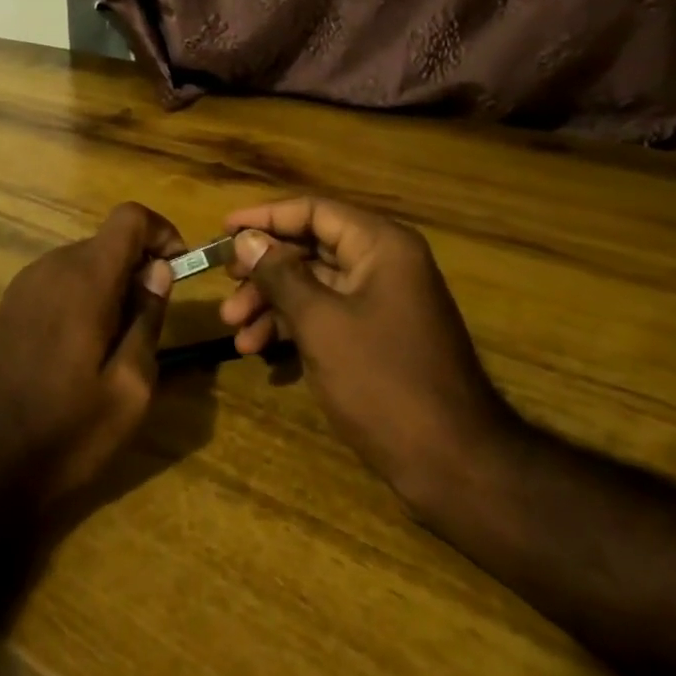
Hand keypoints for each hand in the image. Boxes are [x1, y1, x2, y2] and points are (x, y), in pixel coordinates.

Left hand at [0, 202, 184, 514]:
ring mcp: (24, 285)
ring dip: (112, 284)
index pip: (129, 217)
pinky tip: (81, 348)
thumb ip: (148, 319)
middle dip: (139, 266)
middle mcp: (51, 267)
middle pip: (108, 240)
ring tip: (118, 342)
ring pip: (84, 261)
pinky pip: (59, 281)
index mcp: (84, 279)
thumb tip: (159, 271)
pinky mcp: (9, 306)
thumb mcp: (129, 389)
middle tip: (152, 321)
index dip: (161, 232)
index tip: (178, 271)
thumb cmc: (65, 433)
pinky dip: (84, 295)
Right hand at [219, 197, 524, 513]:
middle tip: (225, 288)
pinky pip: (327, 314)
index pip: (313, 211)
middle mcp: (383, 262)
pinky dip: (293, 326)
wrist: (453, 465)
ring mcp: (382, 300)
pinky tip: (258, 349)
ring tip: (233, 330)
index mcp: (380, 245)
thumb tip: (246, 238)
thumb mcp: (321, 323)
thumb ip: (280, 275)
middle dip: (263, 270)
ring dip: (271, 302)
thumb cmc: (383, 381)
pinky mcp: (377, 335)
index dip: (264, 218)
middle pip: (310, 247)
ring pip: (314, 284)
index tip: (222, 231)